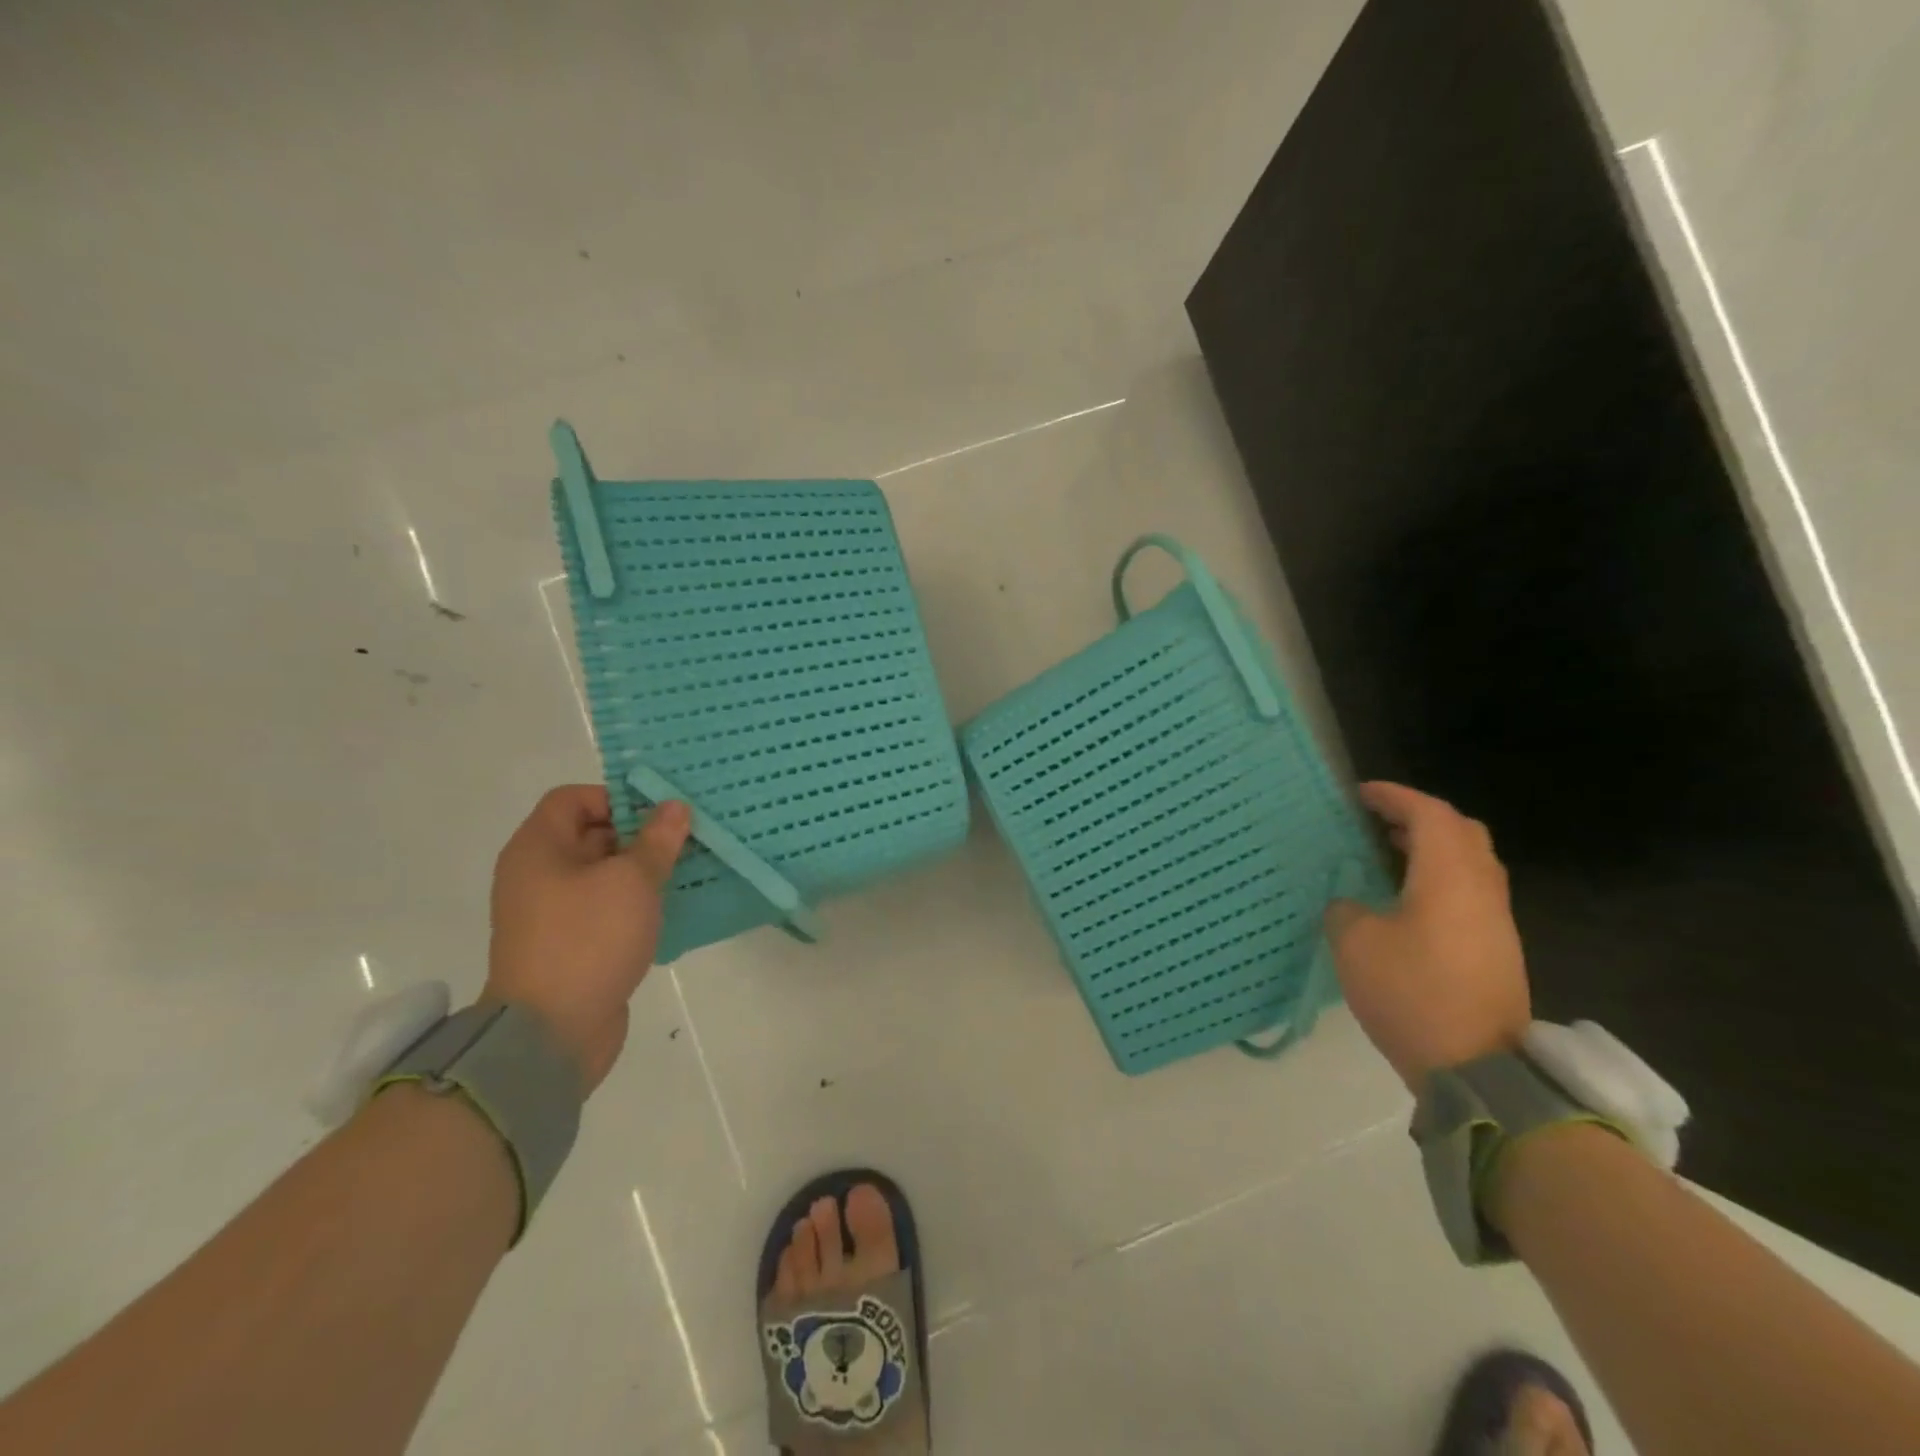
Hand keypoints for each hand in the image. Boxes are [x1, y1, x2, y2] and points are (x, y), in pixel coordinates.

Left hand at [483, 786, 690, 1093]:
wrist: (551, 1033)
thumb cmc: (587, 940)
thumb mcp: (632, 881)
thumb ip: (656, 841)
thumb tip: (673, 807)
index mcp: (539, 849)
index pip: (573, 799)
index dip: (616, 797)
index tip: (659, 812)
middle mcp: (539, 875)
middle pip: (591, 835)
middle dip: (640, 834)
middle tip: (687, 837)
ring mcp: (553, 913)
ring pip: (604, 875)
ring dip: (644, 870)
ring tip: (690, 868)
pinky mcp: (571, 945)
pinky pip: (607, 909)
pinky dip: (637, 904)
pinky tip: (674, 907)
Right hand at [1324, 782, 1530, 1090]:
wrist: (1477, 1069)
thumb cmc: (1412, 992)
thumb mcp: (1355, 944)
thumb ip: (1345, 909)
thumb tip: (1352, 904)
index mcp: (1449, 877)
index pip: (1429, 814)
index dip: (1394, 796)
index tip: (1359, 793)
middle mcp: (1481, 889)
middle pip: (1461, 831)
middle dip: (1419, 816)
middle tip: (1379, 820)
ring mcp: (1495, 920)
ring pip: (1470, 861)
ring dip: (1431, 847)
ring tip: (1388, 852)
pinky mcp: (1496, 948)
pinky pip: (1469, 891)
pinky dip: (1439, 876)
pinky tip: (1405, 897)